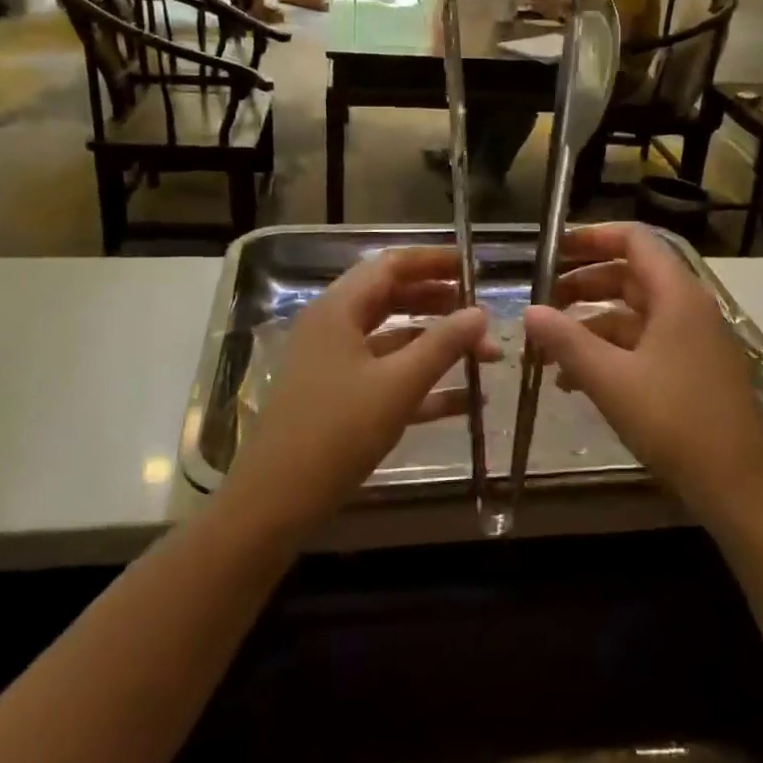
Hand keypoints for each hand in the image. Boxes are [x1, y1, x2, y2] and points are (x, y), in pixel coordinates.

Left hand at [224, 247, 497, 538]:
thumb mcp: (398, 385)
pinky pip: (387, 376)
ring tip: (486, 355)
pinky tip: (465, 400)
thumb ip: (443, 344)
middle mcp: (334, 327)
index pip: (391, 265)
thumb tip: (480, 313)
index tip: (474, 267)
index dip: (433, 261)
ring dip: (438, 345)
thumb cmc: (337, 431)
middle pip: (393, 298)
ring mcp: (335, 364)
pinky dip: (423, 382)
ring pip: (394, 340)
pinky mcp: (340, 398)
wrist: (277, 501)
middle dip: (441, 304)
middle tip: (482, 312)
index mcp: (339, 309)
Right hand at [521, 224, 762, 528]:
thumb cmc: (674, 421)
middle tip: (542, 300)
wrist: (736, 485)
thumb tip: (529, 311)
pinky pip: (644, 343)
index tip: (553, 250)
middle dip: (583, 283)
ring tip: (549, 346)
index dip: (592, 237)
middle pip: (630, 275)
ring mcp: (692, 339)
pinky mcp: (692, 369)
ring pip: (634, 313)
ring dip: (590, 323)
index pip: (634, 239)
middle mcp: (688, 307)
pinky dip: (610, 351)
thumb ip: (565, 340)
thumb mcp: (610, 379)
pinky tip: (575, 381)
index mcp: (676, 295)